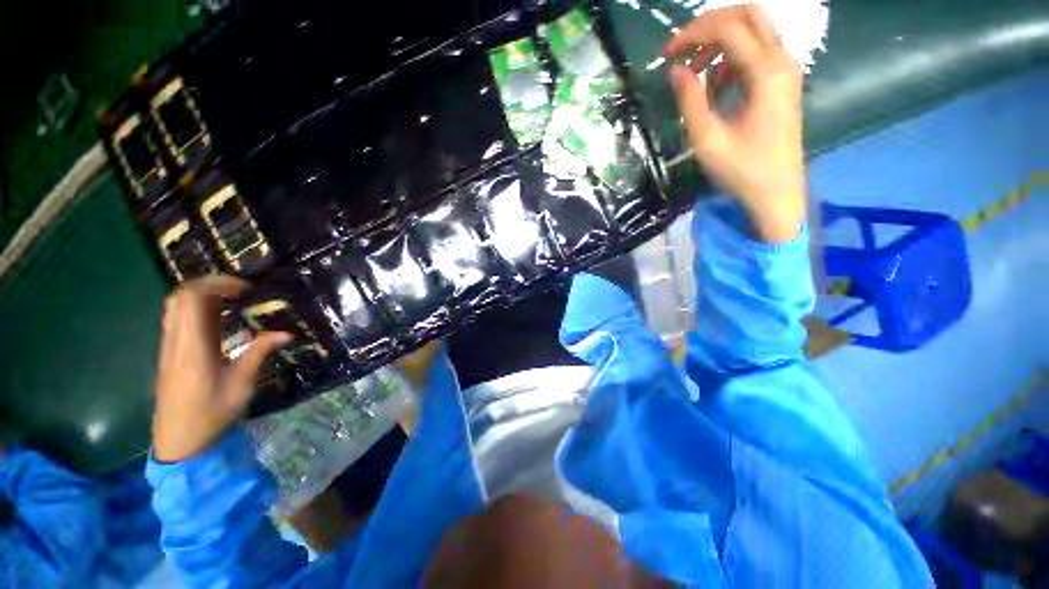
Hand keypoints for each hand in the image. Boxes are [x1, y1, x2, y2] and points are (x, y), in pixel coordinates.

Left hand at [153, 275, 290, 461]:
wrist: (179, 441)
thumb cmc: (212, 414)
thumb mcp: (242, 384)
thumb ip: (260, 352)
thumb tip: (287, 333)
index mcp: (193, 348)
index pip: (191, 299)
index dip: (217, 284)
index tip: (246, 289)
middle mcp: (176, 342)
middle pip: (180, 297)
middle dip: (210, 285)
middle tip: (241, 292)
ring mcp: (169, 347)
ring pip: (176, 306)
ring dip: (203, 296)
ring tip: (233, 301)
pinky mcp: (170, 353)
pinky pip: (177, 319)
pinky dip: (196, 309)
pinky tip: (218, 318)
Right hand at [665, 5, 806, 242]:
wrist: (776, 192)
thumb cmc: (740, 170)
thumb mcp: (707, 138)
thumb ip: (690, 100)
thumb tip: (675, 70)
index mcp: (766, 73)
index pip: (728, 29)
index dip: (693, 34)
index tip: (666, 55)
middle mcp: (782, 61)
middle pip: (748, 15)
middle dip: (709, 25)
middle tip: (682, 49)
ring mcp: (786, 70)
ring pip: (754, 30)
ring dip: (720, 41)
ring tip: (695, 73)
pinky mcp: (783, 82)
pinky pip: (758, 51)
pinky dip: (732, 58)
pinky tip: (716, 84)